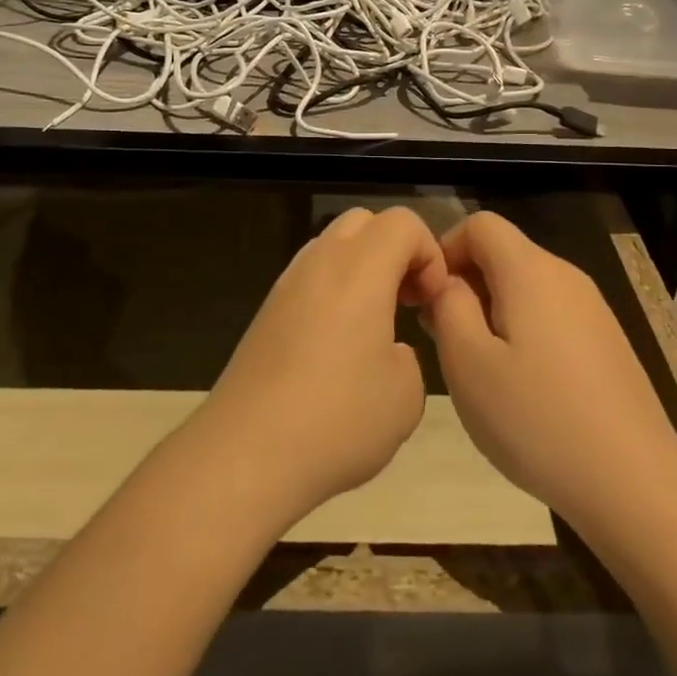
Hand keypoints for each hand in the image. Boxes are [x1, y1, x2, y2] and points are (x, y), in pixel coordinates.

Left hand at [194, 207, 448, 528]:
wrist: (246, 453)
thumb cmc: (338, 419)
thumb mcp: (406, 396)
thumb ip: (409, 357)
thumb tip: (387, 350)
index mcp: (360, 269)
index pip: (404, 222)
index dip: (430, 254)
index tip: (430, 302)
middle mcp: (320, 263)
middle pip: (364, 222)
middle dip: (395, 251)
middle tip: (406, 303)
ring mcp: (285, 285)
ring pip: (332, 248)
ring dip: (362, 271)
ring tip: (373, 327)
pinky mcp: (265, 313)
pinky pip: (309, 280)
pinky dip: (333, 293)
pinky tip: (336, 349)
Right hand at [423, 212, 676, 525]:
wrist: (633, 481)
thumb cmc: (536, 418)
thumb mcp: (468, 363)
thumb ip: (448, 307)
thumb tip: (448, 283)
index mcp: (530, 271)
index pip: (480, 224)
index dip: (445, 249)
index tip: (428, 298)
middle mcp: (565, 276)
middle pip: (504, 254)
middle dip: (466, 285)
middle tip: (446, 341)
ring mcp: (592, 309)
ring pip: (526, 287)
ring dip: (492, 312)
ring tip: (480, 368)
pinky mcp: (606, 341)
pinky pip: (551, 314)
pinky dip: (523, 331)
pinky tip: (521, 386)